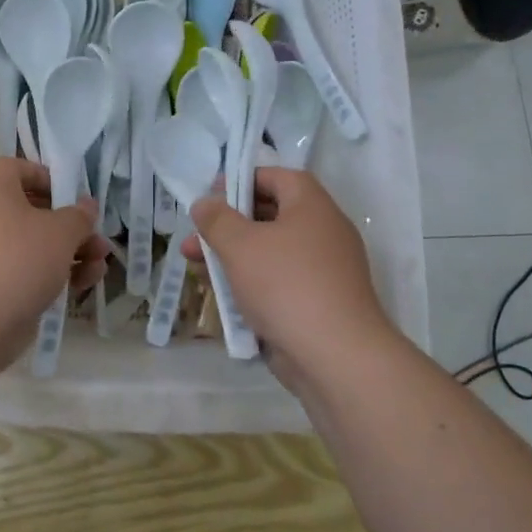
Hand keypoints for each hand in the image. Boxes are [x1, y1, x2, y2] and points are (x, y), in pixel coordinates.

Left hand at [0, 158, 111, 368]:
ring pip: (34, 248)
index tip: (66, 192)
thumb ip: (78, 217)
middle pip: (31, 213)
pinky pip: (28, 276)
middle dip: (69, 226)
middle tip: (96, 240)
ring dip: (70, 255)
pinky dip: (54, 278)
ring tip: (98, 269)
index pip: (10, 168)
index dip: (38, 174)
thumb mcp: (60, 233)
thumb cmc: (16, 262)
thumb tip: (85, 206)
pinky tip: (81, 288)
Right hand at [184, 168, 396, 390]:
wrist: (336, 355)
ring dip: (233, 256)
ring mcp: (324, 270)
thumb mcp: (240, 245)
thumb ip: (217, 219)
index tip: (210, 194)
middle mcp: (323, 232)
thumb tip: (205, 203)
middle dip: (228, 224)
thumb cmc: (286, 285)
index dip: (242, 179)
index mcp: (312, 206)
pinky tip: (223, 296)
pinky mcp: (319, 302)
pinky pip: (280, 281)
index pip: (277, 177)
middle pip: (271, 215)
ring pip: (271, 252)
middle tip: (196, 236)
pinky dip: (252, 283)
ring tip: (195, 267)